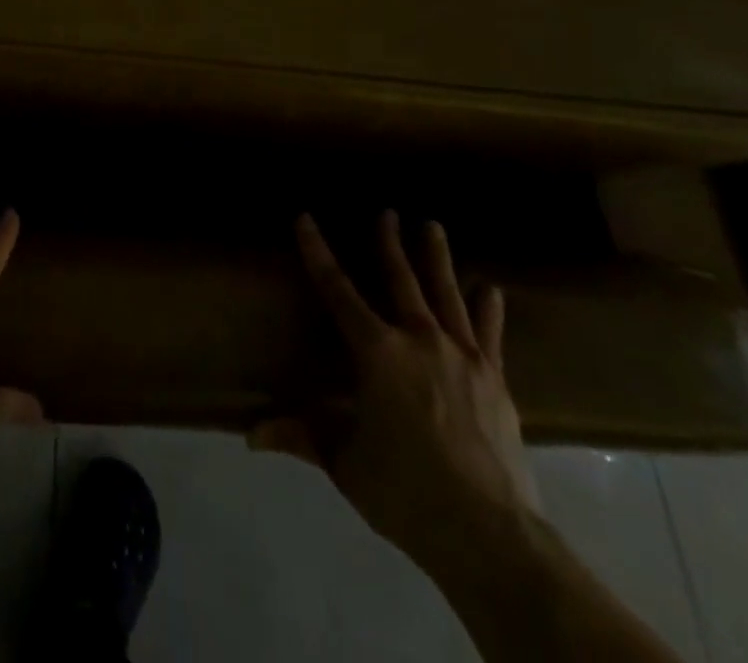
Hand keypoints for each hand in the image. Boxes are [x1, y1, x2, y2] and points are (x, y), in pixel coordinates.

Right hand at [251, 211, 540, 571]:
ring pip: (446, 294)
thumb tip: (251, 435)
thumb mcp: (344, 462)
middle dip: (389, 242)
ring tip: (432, 225)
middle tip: (387, 211)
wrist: (490, 535)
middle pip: (400, 279)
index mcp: (376, 352)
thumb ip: (302, 436)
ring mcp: (462, 357)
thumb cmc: (405, 490)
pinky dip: (488, 309)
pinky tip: (490, 288)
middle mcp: (418, 340)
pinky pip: (489, 334)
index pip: (337, 289)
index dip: (317, 251)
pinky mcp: (495, 381)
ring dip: (437, 258)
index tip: (305, 218)